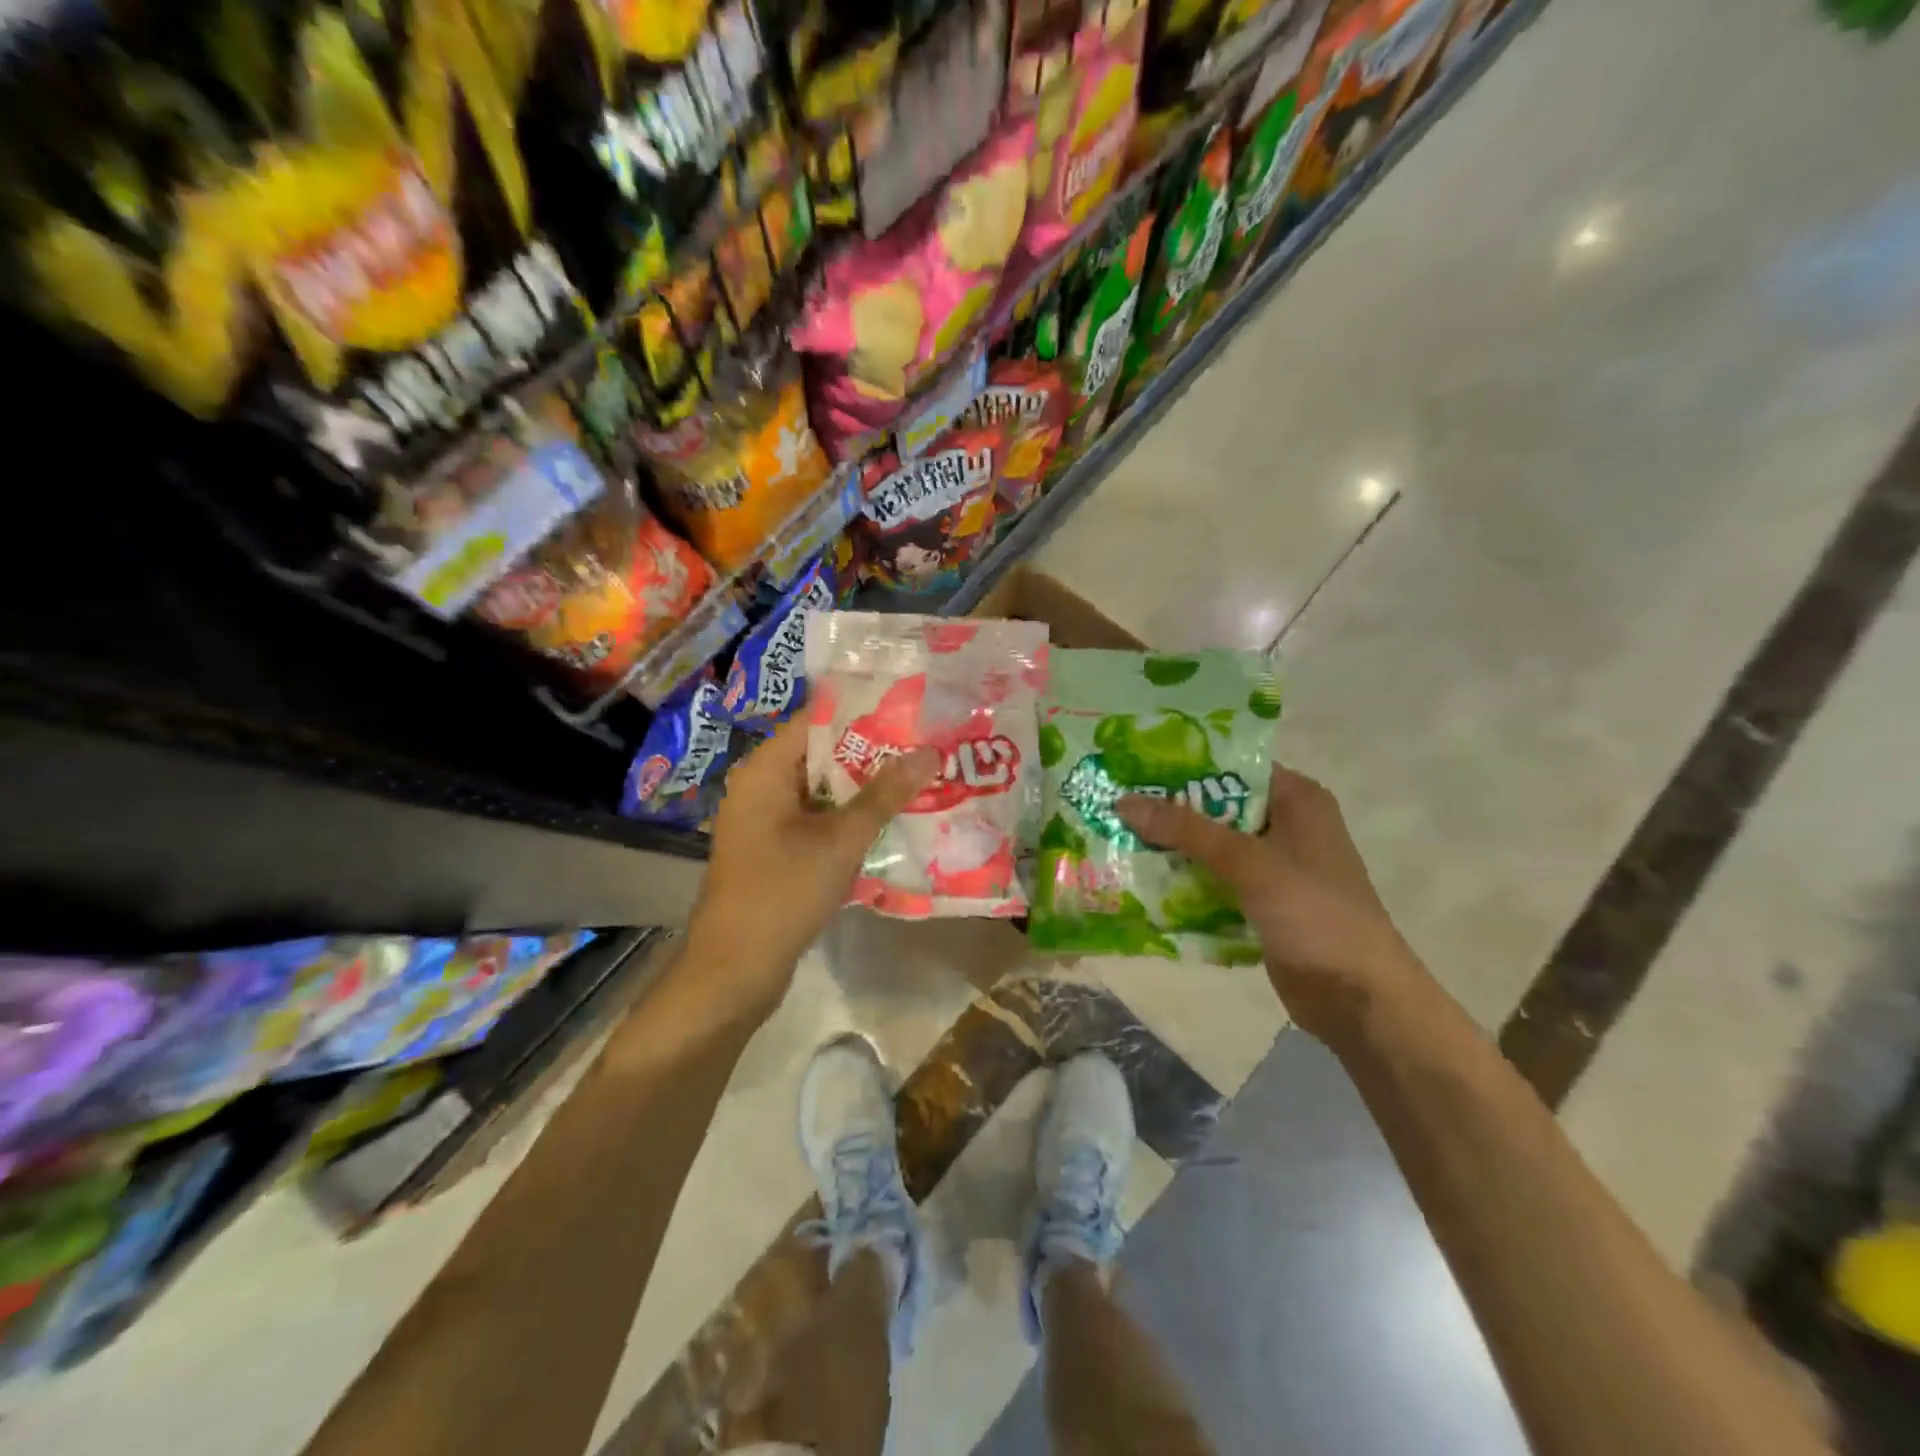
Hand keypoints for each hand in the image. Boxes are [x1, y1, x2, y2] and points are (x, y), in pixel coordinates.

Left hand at [684, 716, 937, 1018]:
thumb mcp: (841, 840)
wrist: (735, 970)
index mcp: (765, 769)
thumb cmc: (783, 892)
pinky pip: (817, 819)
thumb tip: (929, 751)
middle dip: (874, 752)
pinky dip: (849, 817)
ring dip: (866, 788)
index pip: (819, 719)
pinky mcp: (774, 849)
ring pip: (823, 789)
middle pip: (823, 753)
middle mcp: (761, 785)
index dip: (866, 711)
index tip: (913, 709)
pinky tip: (892, 820)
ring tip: (920, 777)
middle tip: (928, 744)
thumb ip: (885, 794)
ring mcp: (766, 819)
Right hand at [1117, 768, 1427, 1045]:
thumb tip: (1124, 801)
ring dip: (1171, 849)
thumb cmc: (1314, 914)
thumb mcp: (1249, 863)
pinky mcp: (1261, 902)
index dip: (1183, 767)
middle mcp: (1285, 825)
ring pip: (1211, 847)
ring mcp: (1274, 867)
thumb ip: (1187, 830)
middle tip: (1113, 807)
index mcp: (1297, 799)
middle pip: (1215, 808)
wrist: (1359, 999)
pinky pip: (1214, 881)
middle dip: (1168, 812)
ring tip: (1117, 841)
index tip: (1132, 769)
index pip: (1232, 767)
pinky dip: (1185, 881)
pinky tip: (1142, 883)